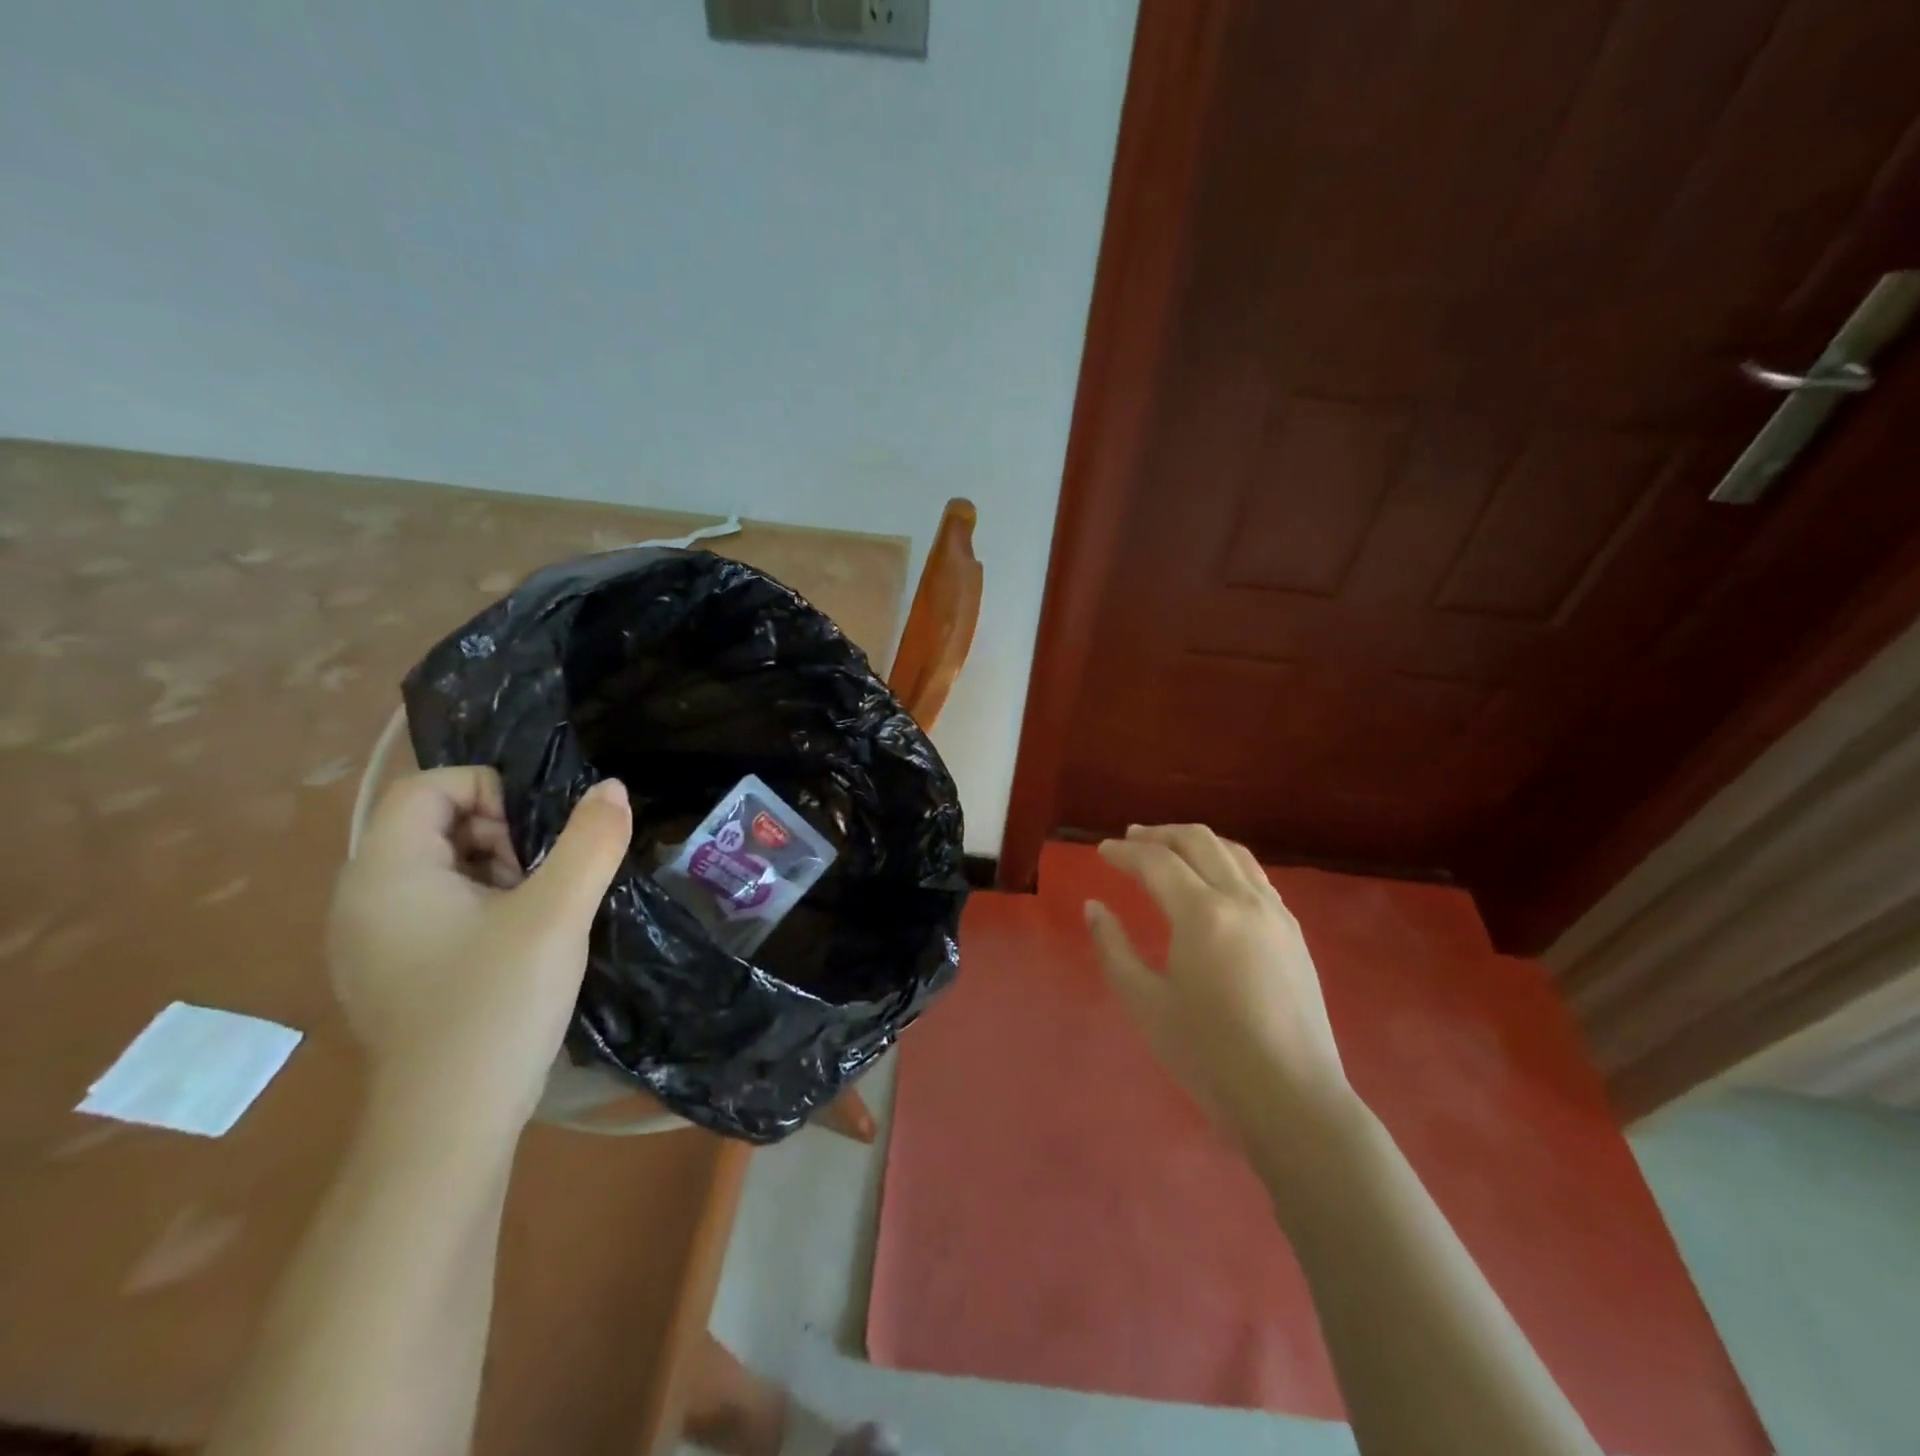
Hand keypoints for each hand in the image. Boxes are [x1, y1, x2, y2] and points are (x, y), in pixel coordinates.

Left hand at [327, 768, 631, 1131]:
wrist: (450, 1126)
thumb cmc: (496, 1006)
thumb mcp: (557, 915)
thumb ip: (590, 842)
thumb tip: (611, 787)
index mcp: (386, 874)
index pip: (429, 786)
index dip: (491, 791)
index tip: (537, 838)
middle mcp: (362, 899)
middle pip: (434, 823)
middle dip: (501, 833)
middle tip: (544, 877)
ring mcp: (372, 940)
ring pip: (442, 866)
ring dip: (499, 869)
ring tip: (539, 911)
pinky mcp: (392, 970)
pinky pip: (438, 907)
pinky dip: (483, 905)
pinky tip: (518, 943)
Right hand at [1085, 824, 1352, 1146]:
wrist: (1292, 1100)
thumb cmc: (1209, 1056)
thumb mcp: (1146, 1004)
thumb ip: (1113, 948)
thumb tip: (1094, 906)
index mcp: (1203, 914)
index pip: (1157, 862)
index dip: (1125, 852)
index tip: (1102, 850)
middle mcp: (1242, 899)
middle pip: (1198, 841)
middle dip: (1160, 834)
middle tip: (1131, 839)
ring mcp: (1275, 913)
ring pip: (1233, 852)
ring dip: (1195, 842)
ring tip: (1169, 849)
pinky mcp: (1293, 932)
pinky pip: (1256, 876)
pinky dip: (1226, 862)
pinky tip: (1214, 880)